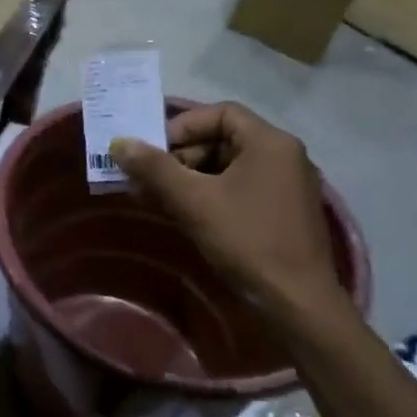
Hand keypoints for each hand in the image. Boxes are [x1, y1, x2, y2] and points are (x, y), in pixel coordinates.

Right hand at [112, 103, 351, 328]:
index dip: (182, 127)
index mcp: (270, 142)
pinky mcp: (284, 212)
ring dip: (191, 178)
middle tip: (150, 180)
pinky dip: (211, 194)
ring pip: (229, 166)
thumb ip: (154, 168)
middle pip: (223, 139)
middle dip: (181, 156)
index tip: (154, 152)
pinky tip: (186, 215)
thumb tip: (119, 143)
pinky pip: (241, 188)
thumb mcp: (193, 201)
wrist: (297, 303)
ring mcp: (287, 185)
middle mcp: (284, 155)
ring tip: (160, 199)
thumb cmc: (246, 240)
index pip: (220, 113)